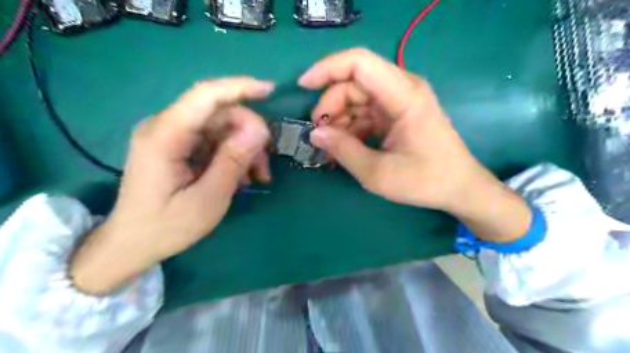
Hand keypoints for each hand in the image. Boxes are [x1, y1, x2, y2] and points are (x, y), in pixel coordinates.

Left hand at [68, 78, 275, 294]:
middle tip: (265, 166)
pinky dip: (234, 154)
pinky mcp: (178, 145)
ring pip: (221, 127)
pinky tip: (243, 176)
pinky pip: (215, 140)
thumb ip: (232, 161)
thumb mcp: (207, 199)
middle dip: (249, 134)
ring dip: (245, 148)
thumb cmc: (166, 227)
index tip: (271, 90)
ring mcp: (171, 135)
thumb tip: (260, 130)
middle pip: (219, 113)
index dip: (240, 87)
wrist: (131, 244)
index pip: (205, 96)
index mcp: (164, 136)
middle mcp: (165, 126)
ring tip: (258, 177)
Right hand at [300, 48, 530, 240]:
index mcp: (403, 95)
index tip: (303, 86)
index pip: (359, 62)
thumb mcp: (378, 173)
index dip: (327, 68)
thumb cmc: (425, 181)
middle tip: (319, 134)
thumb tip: (315, 133)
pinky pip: (366, 112)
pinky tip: (343, 146)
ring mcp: (400, 101)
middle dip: (330, 105)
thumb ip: (343, 151)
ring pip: (357, 97)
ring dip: (339, 118)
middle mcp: (402, 89)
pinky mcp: (397, 114)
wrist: (459, 188)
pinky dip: (351, 126)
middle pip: (354, 82)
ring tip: (330, 146)